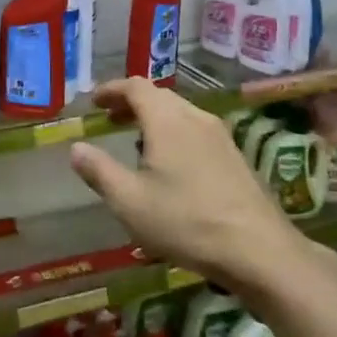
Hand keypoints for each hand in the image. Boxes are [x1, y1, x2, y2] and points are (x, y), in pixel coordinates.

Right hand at [66, 79, 302, 291]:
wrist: (260, 250)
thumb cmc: (186, 222)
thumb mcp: (130, 202)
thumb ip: (99, 171)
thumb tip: (76, 148)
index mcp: (167, 120)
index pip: (135, 87)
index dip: (111, 90)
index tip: (94, 103)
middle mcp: (195, 118)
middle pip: (159, 96)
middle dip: (131, 103)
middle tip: (110, 120)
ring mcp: (220, 136)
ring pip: (180, 113)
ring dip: (154, 119)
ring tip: (136, 142)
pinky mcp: (235, 157)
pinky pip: (196, 130)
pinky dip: (174, 133)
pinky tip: (170, 165)